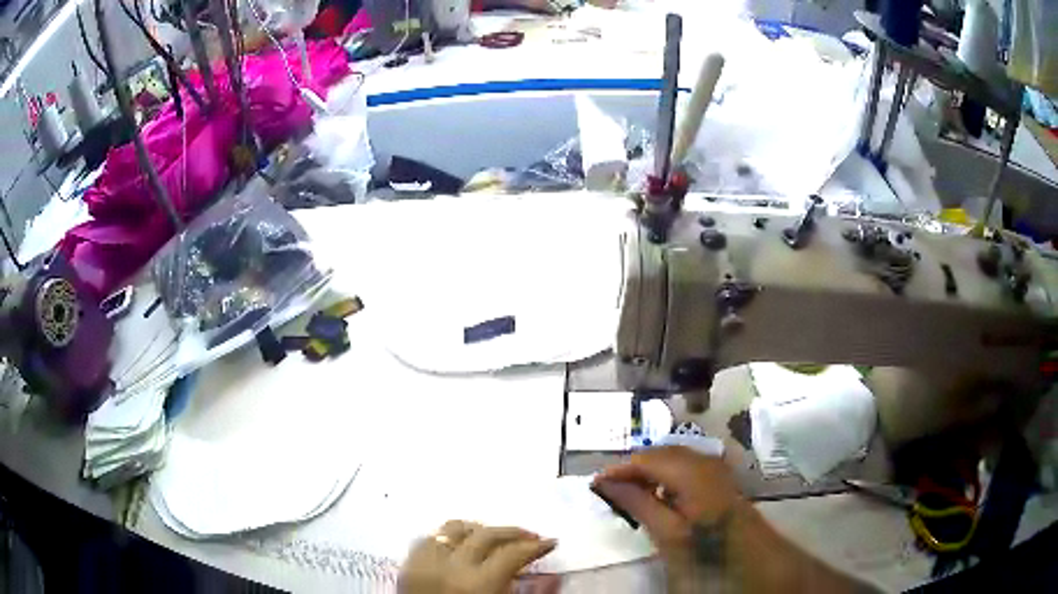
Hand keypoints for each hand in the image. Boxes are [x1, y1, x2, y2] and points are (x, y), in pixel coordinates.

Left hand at [398, 520, 557, 593]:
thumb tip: (553, 578)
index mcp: (478, 584)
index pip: (513, 553)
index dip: (536, 546)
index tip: (550, 543)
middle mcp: (450, 566)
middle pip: (486, 534)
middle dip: (513, 532)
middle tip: (529, 536)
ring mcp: (424, 563)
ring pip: (453, 529)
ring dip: (477, 531)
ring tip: (492, 538)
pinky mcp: (407, 565)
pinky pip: (429, 539)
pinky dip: (447, 538)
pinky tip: (459, 546)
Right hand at [591, 447, 745, 584]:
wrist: (755, 560)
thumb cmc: (708, 549)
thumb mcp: (668, 534)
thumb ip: (638, 503)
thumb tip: (607, 483)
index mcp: (691, 472)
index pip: (646, 458)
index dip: (619, 469)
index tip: (594, 485)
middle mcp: (705, 461)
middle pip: (660, 454)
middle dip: (633, 469)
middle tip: (610, 490)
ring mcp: (715, 468)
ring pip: (673, 458)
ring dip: (649, 472)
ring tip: (630, 493)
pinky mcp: (720, 479)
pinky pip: (686, 467)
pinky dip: (667, 476)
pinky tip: (660, 496)